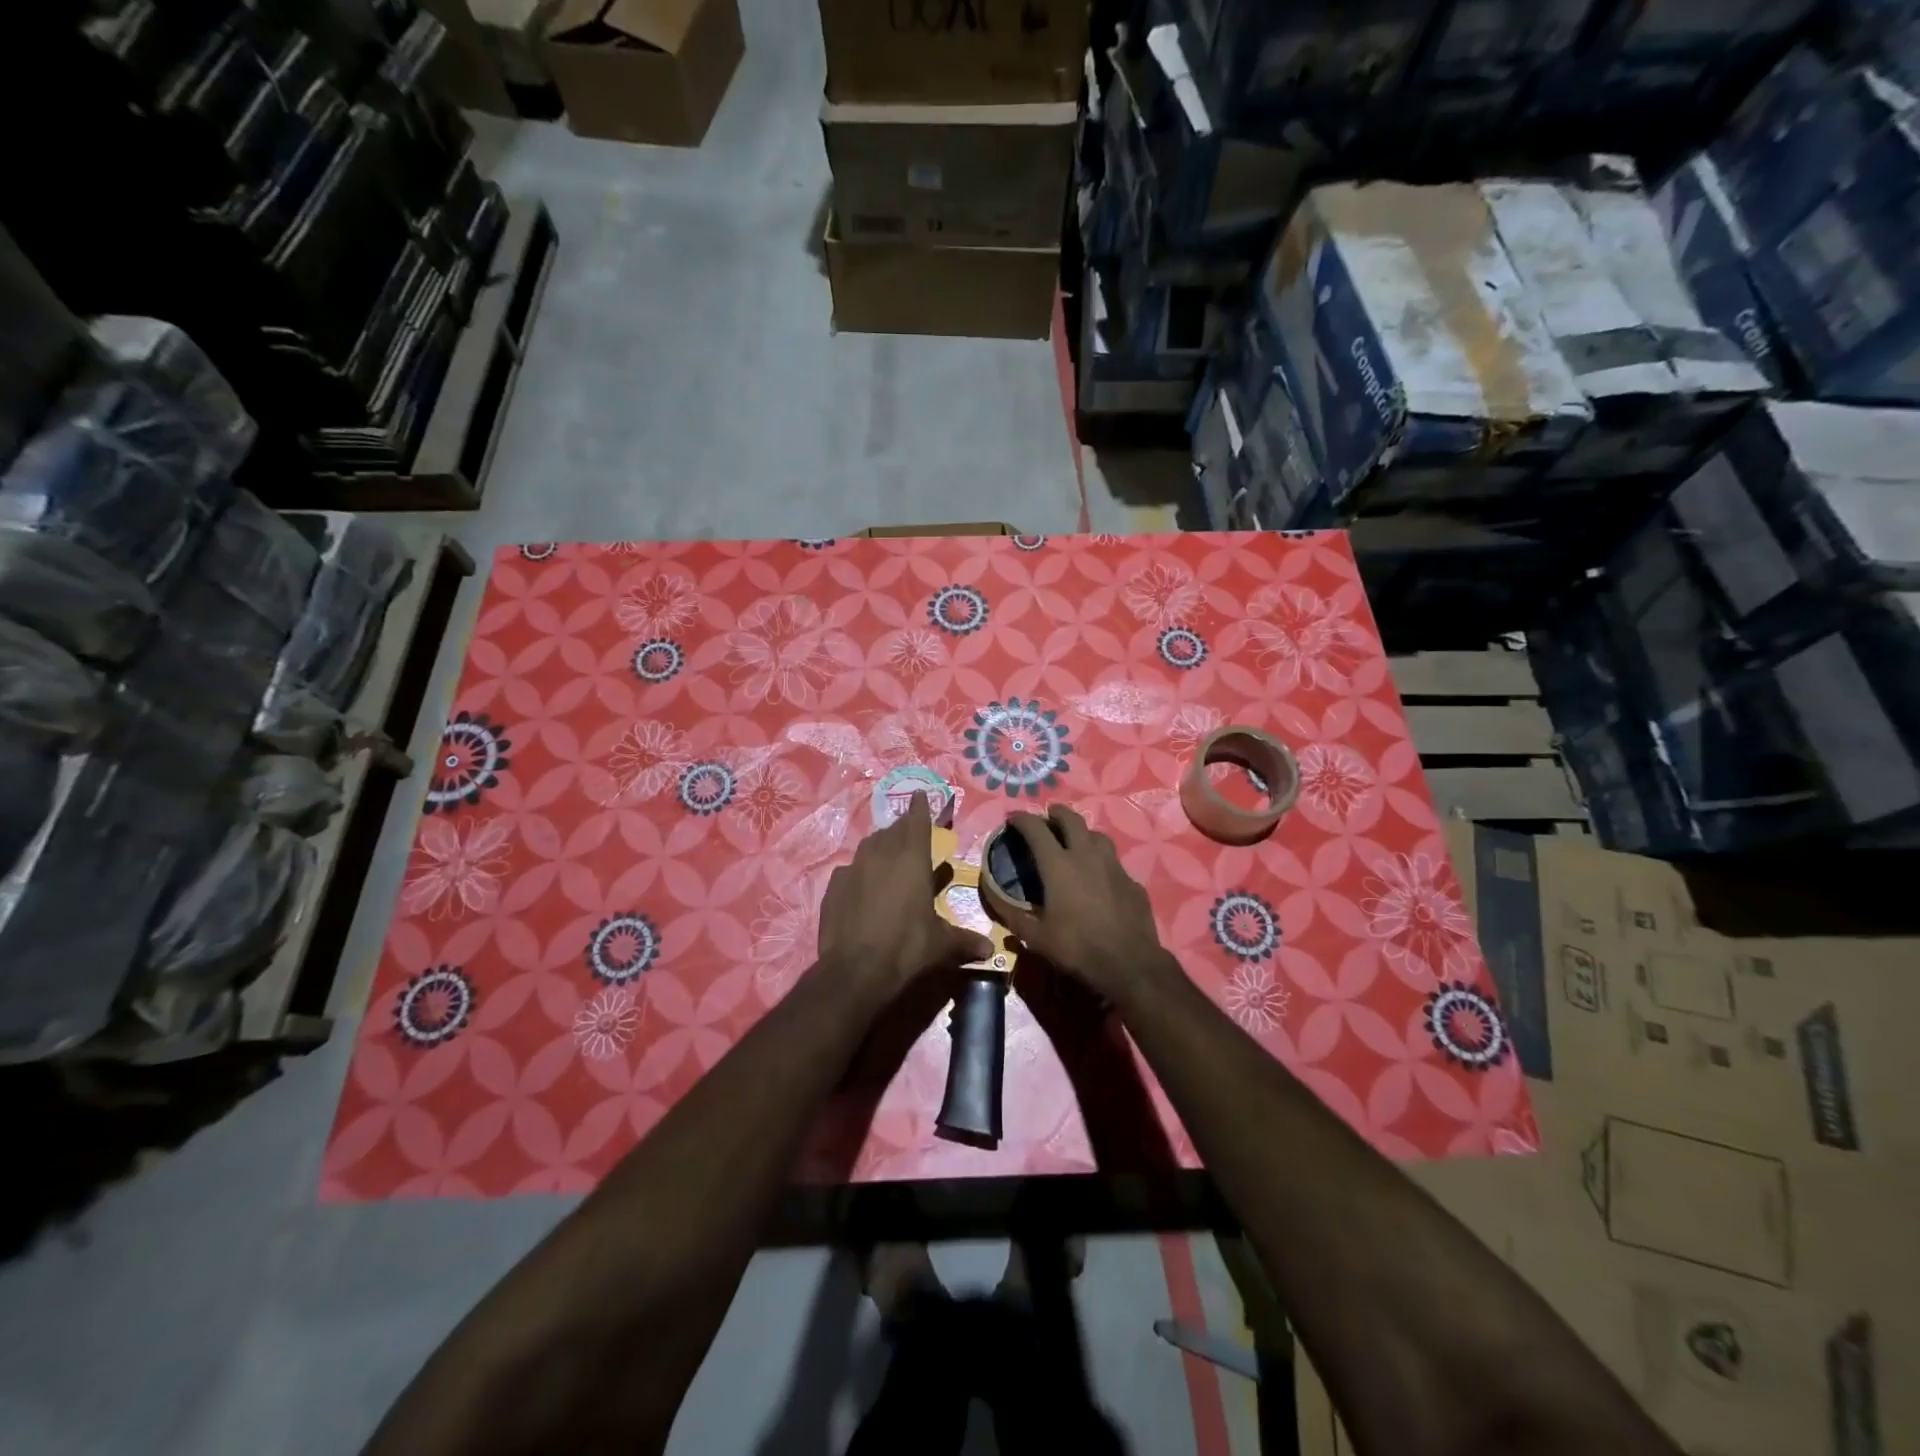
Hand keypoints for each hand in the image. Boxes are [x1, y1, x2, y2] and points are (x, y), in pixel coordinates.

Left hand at [818, 791, 993, 994]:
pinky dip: (859, 872)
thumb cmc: (906, 949)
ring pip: (869, 846)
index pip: (917, 821)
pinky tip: (861, 886)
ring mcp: (853, 869)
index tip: (919, 794)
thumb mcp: (941, 946)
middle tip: (911, 832)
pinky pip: (849, 870)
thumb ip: (965, 942)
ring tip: (888, 856)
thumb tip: (990, 950)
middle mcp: (881, 855)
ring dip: (880, 846)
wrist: (855, 970)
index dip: (920, 807)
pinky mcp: (833, 887)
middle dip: (903, 828)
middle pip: (893, 830)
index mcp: (912, 859)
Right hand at [996, 807, 1173, 1003]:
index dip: (1022, 819)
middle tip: (1047, 816)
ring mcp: (1114, 866)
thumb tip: (988, 890)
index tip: (1012, 818)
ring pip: (1097, 836)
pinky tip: (1099, 877)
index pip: (1036, 829)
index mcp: (1059, 865)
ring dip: (1082, 832)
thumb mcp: (1034, 936)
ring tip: (1075, 841)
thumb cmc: (1076, 948)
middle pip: (1071, 820)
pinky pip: (1113, 862)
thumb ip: (1009, 911)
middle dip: (1056, 813)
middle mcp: (1087, 856)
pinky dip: (1101, 861)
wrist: (1130, 964)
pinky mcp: (1132, 882)